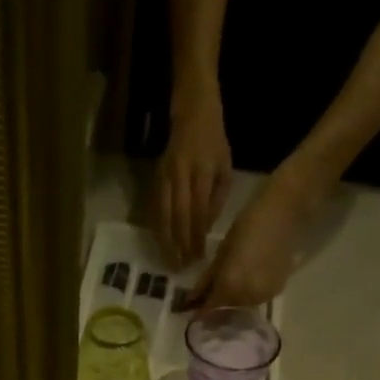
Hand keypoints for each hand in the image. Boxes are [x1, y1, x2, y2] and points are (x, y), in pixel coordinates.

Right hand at [154, 93, 232, 269]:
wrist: (191, 113)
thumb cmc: (213, 143)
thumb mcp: (225, 168)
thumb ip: (217, 199)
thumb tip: (205, 229)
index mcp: (204, 171)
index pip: (199, 211)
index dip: (197, 236)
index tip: (198, 257)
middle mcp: (182, 174)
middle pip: (179, 216)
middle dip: (180, 244)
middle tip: (182, 266)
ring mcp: (165, 177)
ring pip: (163, 215)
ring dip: (166, 241)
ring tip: (170, 261)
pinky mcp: (154, 179)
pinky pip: (154, 209)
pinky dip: (157, 229)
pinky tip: (160, 244)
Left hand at [185, 163, 324, 311]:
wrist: (284, 214)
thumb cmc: (247, 226)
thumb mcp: (222, 253)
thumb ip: (207, 280)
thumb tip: (192, 298)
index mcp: (230, 287)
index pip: (210, 308)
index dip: (199, 311)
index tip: (190, 310)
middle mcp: (248, 297)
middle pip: (226, 309)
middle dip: (215, 307)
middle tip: (206, 299)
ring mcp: (265, 296)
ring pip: (241, 306)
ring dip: (231, 302)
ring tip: (225, 290)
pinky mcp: (278, 290)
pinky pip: (256, 299)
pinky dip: (247, 295)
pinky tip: (244, 284)